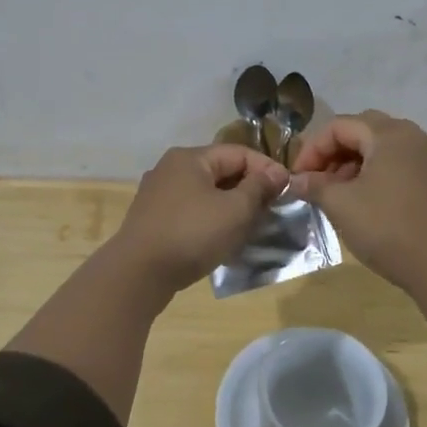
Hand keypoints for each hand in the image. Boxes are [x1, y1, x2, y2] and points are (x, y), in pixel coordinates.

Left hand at [111, 143, 289, 292]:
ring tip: (251, 226)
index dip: (266, 169)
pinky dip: (211, 220)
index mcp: (190, 157)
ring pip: (206, 193)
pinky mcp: (153, 219)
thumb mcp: (234, 210)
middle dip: (249, 189)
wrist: (138, 274)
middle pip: (221, 171)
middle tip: (272, 210)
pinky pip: (191, 211)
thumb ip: (258, 188)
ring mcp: (158, 194)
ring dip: (231, 207)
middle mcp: (171, 168)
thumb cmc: (191, 234)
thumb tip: (276, 172)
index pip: (238, 153)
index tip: (288, 190)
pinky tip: (222, 239)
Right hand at [291, 111, 426, 290]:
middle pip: (361, 130)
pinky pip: (396, 160)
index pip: (340, 126)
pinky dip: (374, 170)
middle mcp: (413, 135)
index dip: (312, 148)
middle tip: (315, 179)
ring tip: (335, 191)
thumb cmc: (386, 228)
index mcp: (389, 134)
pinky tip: (361, 196)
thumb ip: (314, 185)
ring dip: (352, 161)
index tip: (297, 177)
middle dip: (333, 151)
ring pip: (380, 145)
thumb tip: (295, 180)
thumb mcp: (341, 205)